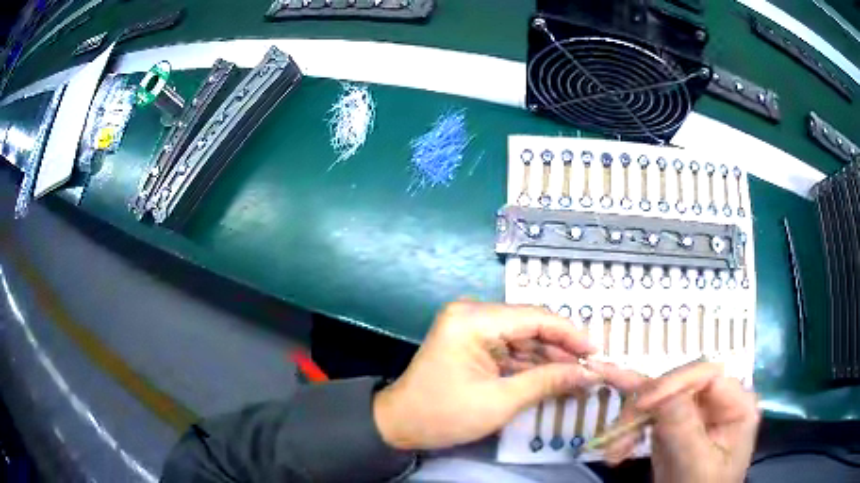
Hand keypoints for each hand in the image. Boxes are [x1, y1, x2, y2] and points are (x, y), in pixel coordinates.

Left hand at [373, 301, 598, 450]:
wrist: (400, 425)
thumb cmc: (444, 415)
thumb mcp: (501, 402)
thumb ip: (548, 382)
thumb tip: (589, 374)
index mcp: (473, 319)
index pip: (535, 317)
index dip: (570, 334)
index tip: (596, 353)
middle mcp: (473, 313)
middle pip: (530, 326)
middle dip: (561, 350)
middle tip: (590, 369)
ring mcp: (471, 327)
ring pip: (523, 338)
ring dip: (549, 359)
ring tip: (578, 377)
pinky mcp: (472, 343)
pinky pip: (510, 349)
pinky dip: (531, 365)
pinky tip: (554, 378)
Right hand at [594, 361, 759, 482]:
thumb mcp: (698, 464)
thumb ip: (685, 430)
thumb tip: (661, 396)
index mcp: (735, 404)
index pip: (707, 375)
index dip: (674, 383)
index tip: (643, 405)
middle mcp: (714, 401)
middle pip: (677, 385)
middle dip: (645, 407)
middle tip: (618, 435)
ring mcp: (693, 412)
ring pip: (657, 398)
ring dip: (630, 420)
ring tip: (613, 450)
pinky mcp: (672, 425)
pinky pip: (648, 414)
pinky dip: (628, 419)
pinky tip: (611, 398)